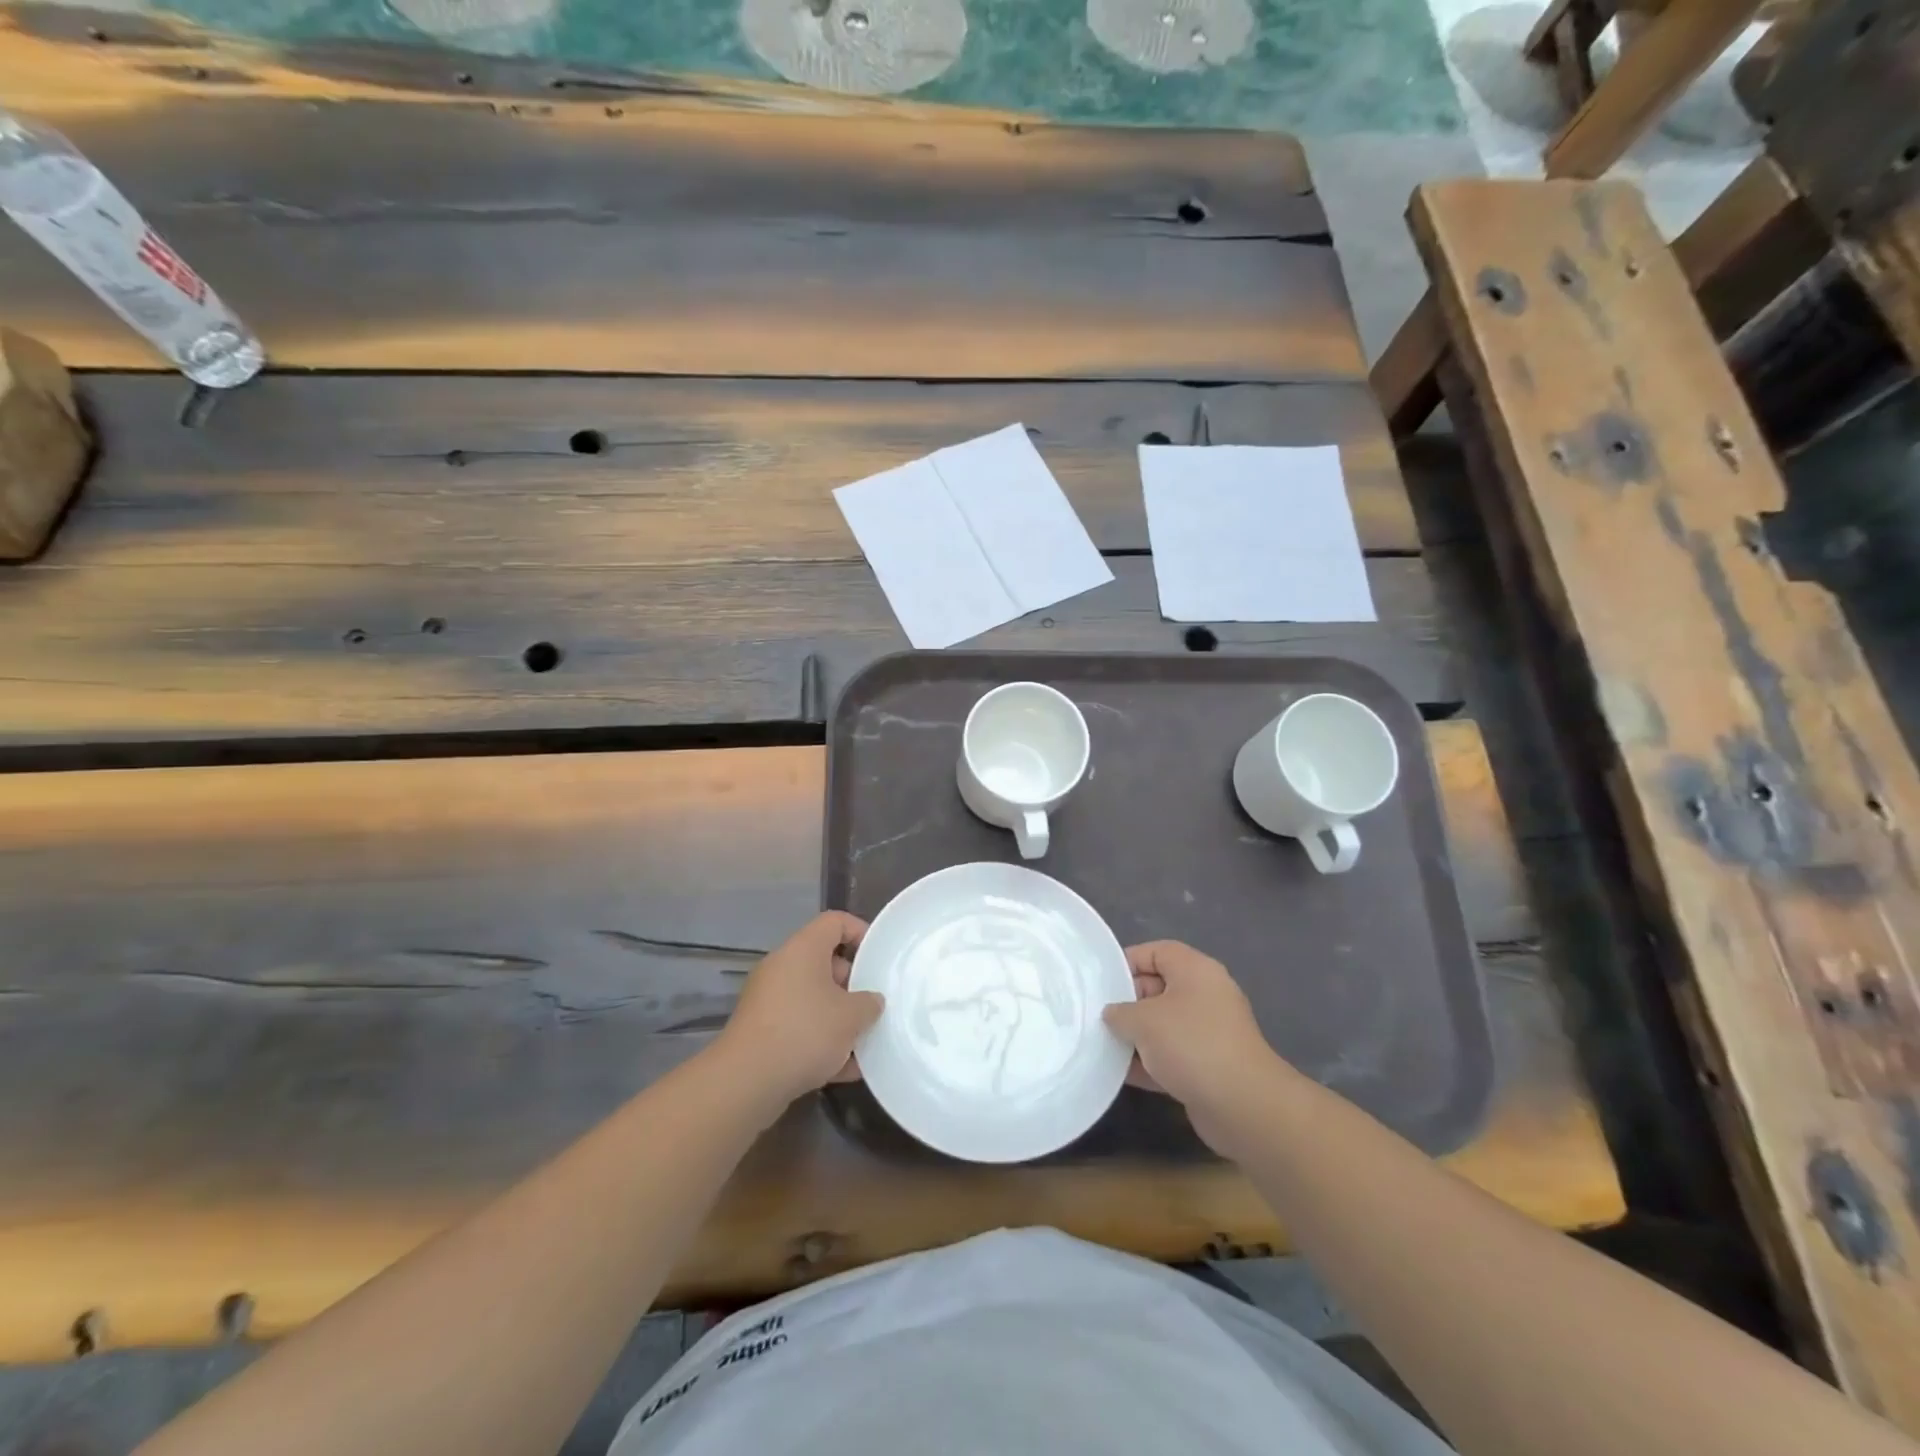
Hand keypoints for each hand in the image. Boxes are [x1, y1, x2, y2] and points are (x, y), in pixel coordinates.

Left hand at [716, 911, 884, 1111]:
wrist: (746, 1082)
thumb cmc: (805, 1032)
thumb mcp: (852, 1017)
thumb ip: (869, 1003)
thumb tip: (870, 1001)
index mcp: (803, 949)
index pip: (834, 922)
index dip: (860, 932)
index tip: (879, 957)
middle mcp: (782, 967)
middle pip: (825, 963)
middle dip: (853, 984)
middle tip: (874, 1005)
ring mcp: (768, 1000)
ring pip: (813, 999)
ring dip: (839, 1018)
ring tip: (864, 1041)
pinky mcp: (761, 1032)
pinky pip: (799, 1027)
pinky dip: (820, 1042)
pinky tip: (844, 1069)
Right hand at [1104, 940, 1286, 1157]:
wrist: (1243, 1106)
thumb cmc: (1191, 1045)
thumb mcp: (1144, 1020)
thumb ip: (1120, 1012)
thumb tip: (1113, 1015)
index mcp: (1196, 971)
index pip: (1156, 952)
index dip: (1127, 962)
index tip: (1101, 983)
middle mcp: (1205, 995)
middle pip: (1158, 988)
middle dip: (1127, 1003)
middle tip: (1098, 1017)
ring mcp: (1209, 1032)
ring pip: (1163, 1025)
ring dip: (1136, 1036)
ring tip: (1103, 1045)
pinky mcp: (1209, 1066)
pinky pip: (1171, 1055)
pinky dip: (1149, 1062)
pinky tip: (1121, 1073)